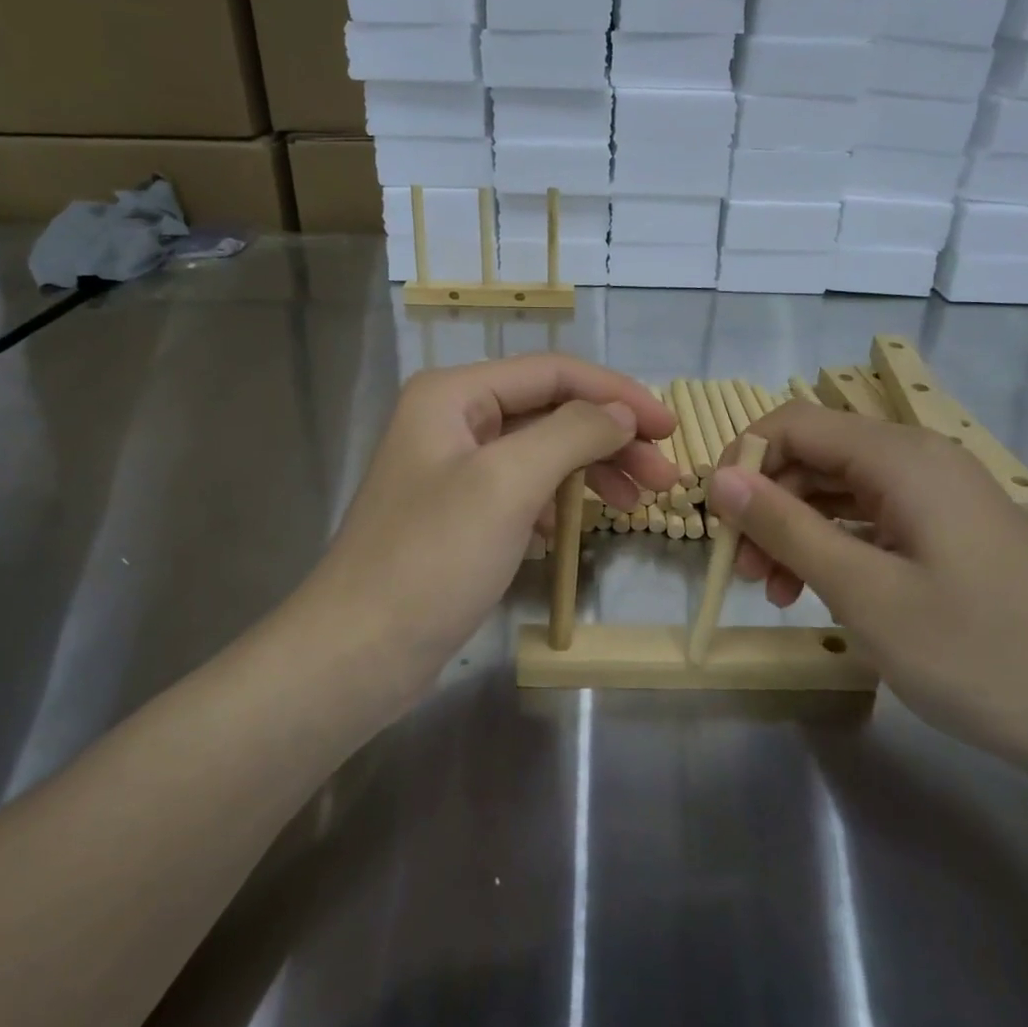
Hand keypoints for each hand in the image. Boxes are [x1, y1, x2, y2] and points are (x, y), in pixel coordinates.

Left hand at [302, 356, 679, 685]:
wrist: (357, 653)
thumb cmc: (432, 560)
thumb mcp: (508, 484)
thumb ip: (571, 432)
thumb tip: (621, 412)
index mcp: (454, 394)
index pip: (554, 373)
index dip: (618, 394)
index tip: (670, 428)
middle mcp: (452, 419)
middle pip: (550, 411)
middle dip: (610, 438)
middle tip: (664, 476)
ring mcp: (453, 469)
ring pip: (540, 452)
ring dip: (591, 470)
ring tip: (636, 503)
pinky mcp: (458, 513)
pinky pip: (521, 490)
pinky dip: (556, 502)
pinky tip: (572, 530)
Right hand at [707, 402, 1027, 778]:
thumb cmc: (978, 652)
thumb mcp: (864, 591)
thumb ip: (786, 526)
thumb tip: (721, 478)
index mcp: (901, 457)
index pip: (795, 423)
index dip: (743, 459)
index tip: (715, 518)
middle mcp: (920, 460)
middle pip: (815, 457)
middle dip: (767, 504)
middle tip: (742, 571)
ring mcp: (939, 497)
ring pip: (840, 491)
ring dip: (796, 531)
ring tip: (775, 592)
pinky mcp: (950, 533)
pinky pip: (872, 521)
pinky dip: (835, 547)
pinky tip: (819, 591)